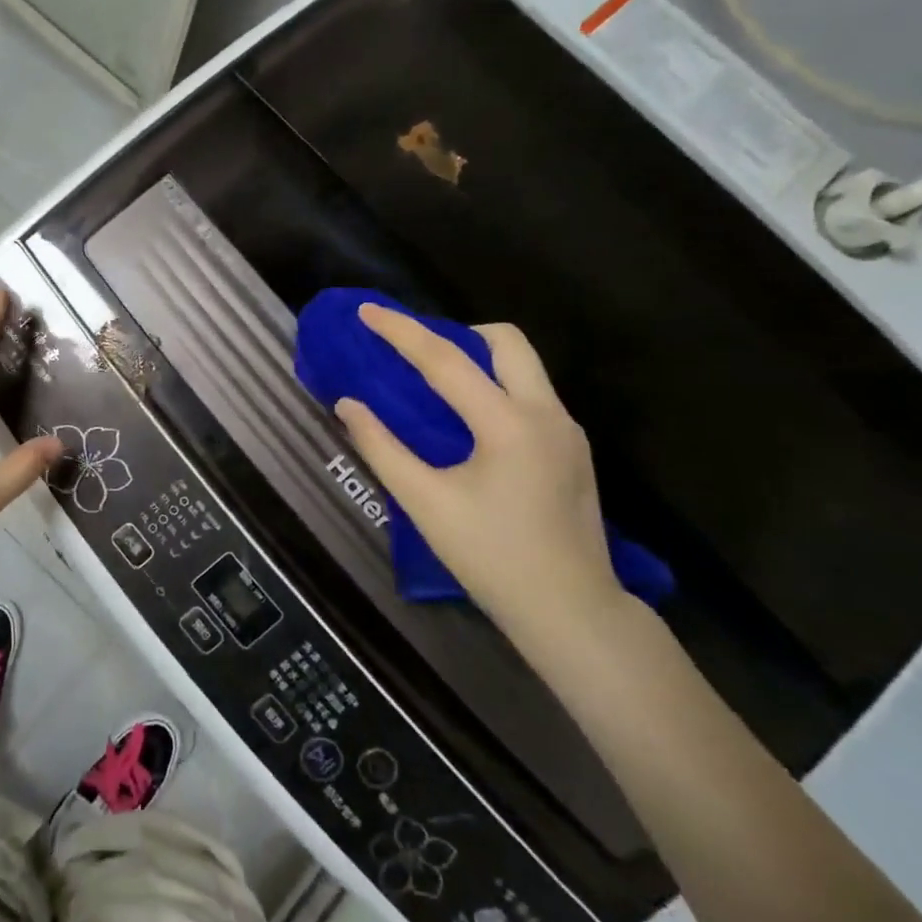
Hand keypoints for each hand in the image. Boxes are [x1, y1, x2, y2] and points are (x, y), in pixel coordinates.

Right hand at [332, 304, 624, 644]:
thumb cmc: (491, 557)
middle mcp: (546, 414)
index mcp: (508, 424)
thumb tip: (348, 405)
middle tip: (417, 353)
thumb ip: (382, 448)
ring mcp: (567, 430)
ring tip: (436, 384)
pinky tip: (469, 422)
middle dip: (457, 333)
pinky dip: (495, 387)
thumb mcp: (425, 503)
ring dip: (479, 359)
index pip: (445, 361)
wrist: (571, 611)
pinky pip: (531, 394)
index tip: (367, 311)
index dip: (401, 332)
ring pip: (524, 366)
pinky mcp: (573, 448)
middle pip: (505, 341)